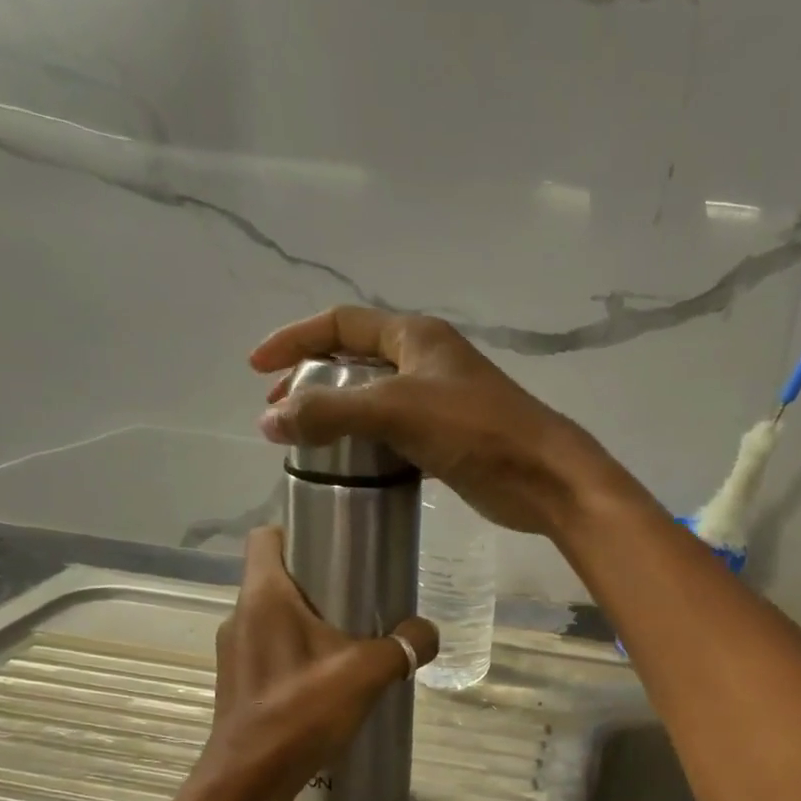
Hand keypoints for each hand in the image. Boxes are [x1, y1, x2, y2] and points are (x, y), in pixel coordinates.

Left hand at [195, 526, 437, 800]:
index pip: (267, 536)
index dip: (297, 529)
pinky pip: (270, 648)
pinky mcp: (238, 681)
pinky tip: (327, 678)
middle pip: (276, 576)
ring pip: (274, 615)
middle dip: (317, 579)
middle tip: (360, 594)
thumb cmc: (300, 712)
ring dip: (308, 620)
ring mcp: (234, 650)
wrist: (248, 781)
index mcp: (264, 596)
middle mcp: (241, 615)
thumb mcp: (366, 673)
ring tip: (349, 639)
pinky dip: (297, 651)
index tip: (336, 543)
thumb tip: (428, 633)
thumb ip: (403, 646)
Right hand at [249, 306, 615, 536]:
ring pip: (375, 402)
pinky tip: (351, 469)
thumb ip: (330, 412)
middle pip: (355, 361)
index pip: (341, 323)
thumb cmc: (475, 430)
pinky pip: (396, 436)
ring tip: (306, 444)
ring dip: (339, 418)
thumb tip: (269, 420)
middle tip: (280, 413)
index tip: (257, 369)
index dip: (295, 339)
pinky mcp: (449, 441)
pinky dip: (369, 447)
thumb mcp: (396, 411)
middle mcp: (427, 362)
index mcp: (416, 337)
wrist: (543, 477)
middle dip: (313, 381)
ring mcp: (440, 403)